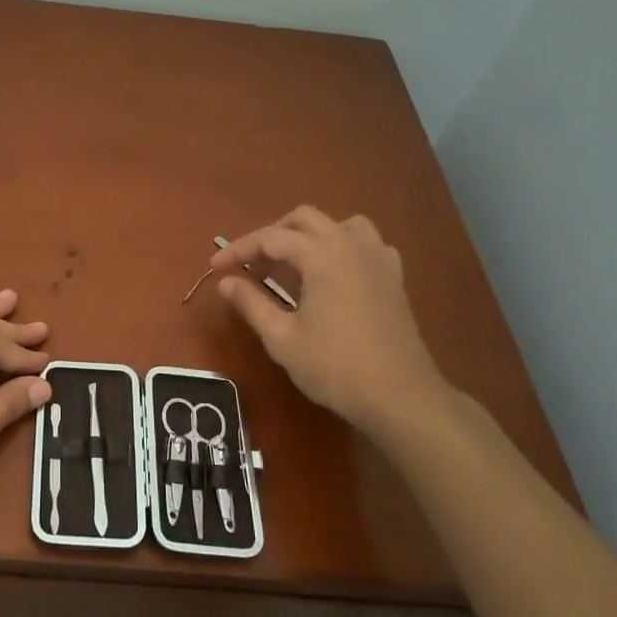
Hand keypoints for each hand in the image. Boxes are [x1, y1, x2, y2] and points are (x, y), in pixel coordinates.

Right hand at [212, 207, 453, 445]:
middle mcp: (351, 245)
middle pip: (304, 219)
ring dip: (311, 236)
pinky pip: (366, 244)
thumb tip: (226, 282)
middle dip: (272, 236)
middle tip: (251, 267)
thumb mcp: (282, 338)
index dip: (238, 250)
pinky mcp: (393, 277)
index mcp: (322, 255)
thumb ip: (251, 303)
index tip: (215, 268)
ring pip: (340, 224)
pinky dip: (343, 248)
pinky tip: (334, 274)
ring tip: (293, 264)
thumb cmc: (335, 367)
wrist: (400, 396)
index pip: (270, 238)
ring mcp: (377, 259)